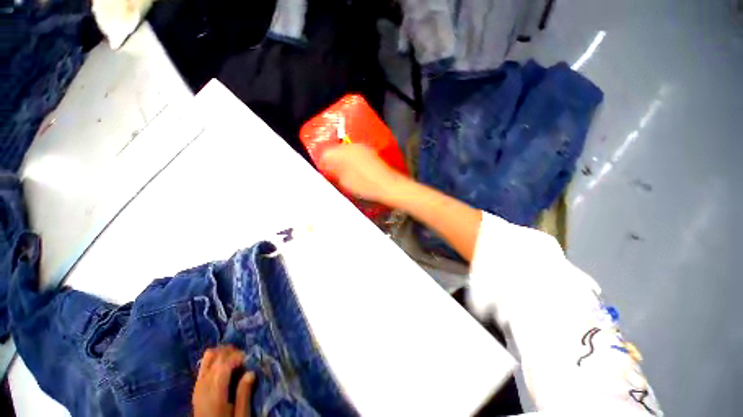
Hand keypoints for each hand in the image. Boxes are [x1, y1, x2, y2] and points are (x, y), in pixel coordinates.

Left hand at [193, 346, 255, 416]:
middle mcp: (204, 385)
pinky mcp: (197, 385)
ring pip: (208, 357)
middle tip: (245, 359)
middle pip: (215, 358)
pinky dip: (216, 359)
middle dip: (232, 352)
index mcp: (215, 394)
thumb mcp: (241, 415)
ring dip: (223, 353)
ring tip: (235, 358)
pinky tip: (225, 364)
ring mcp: (198, 385)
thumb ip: (244, 394)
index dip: (237, 357)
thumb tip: (251, 372)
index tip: (249, 359)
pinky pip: (204, 364)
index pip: (223, 365)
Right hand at [320, 144, 408, 204]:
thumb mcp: (345, 182)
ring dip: (342, 161)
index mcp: (343, 153)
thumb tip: (327, 168)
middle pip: (336, 150)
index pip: (326, 154)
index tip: (324, 172)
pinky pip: (355, 154)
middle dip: (332, 161)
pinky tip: (353, 171)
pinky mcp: (370, 153)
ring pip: (345, 152)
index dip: (323, 164)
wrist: (388, 186)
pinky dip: (351, 161)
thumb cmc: (366, 186)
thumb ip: (334, 173)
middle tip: (332, 174)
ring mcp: (363, 149)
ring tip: (342, 174)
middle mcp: (353, 147)